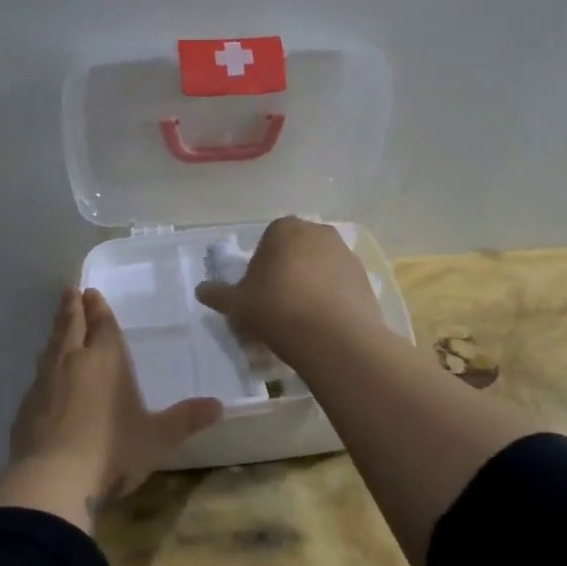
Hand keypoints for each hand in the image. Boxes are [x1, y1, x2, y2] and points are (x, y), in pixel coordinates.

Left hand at [0, 288, 221, 529]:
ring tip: (59, 324)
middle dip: (72, 307)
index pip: (102, 325)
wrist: (52, 478)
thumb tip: (219, 406)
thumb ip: (185, 420)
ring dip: (56, 331)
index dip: (98, 308)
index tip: (90, 292)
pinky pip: (38, 375)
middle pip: (71, 325)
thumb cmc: (112, 450)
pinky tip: (44, 374)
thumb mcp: (157, 438)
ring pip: (50, 346)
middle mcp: (73, 361)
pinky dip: (44, 366)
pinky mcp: (25, 406)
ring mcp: (45, 382)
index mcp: (106, 359)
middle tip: (70, 291)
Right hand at [194, 216, 384, 364]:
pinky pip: (340, 285)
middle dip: (287, 273)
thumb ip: (218, 294)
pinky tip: (322, 324)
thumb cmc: (277, 309)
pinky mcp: (365, 278)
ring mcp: (346, 253)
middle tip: (276, 306)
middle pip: (296, 252)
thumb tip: (201, 290)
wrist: (334, 336)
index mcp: (285, 228)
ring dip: (310, 285)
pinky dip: (331, 299)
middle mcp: (318, 232)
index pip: (267, 241)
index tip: (257, 294)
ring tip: (300, 319)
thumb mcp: (238, 304)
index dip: (260, 268)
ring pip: (320, 268)